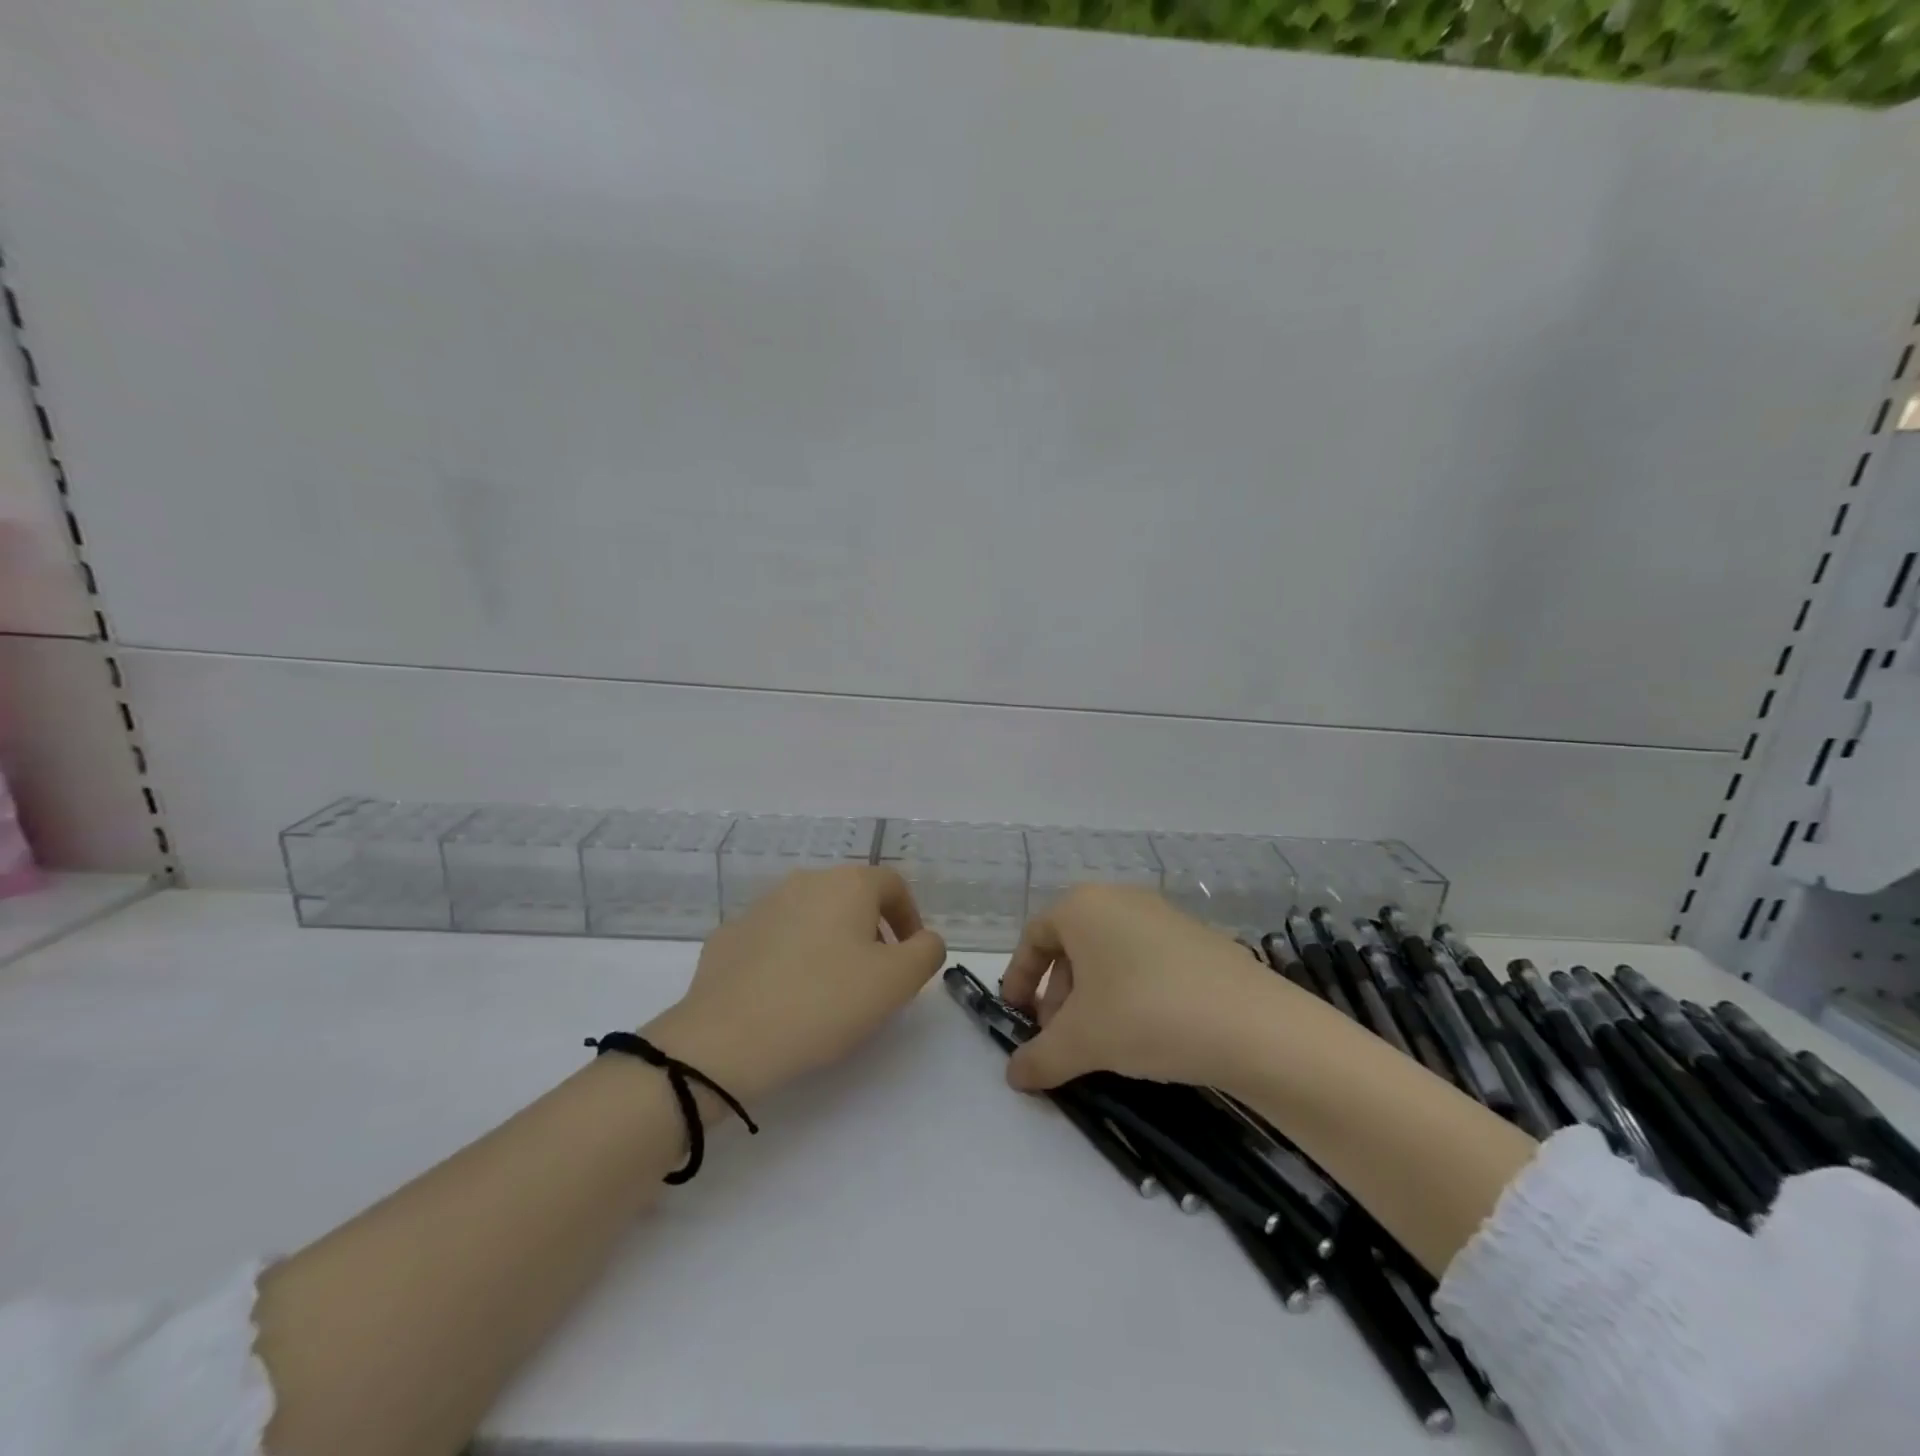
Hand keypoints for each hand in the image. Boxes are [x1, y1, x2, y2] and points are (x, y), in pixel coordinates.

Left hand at [644, 866, 945, 1102]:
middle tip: (875, 977)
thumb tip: (924, 939)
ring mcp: (760, 906)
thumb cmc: (823, 1003)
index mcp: (847, 884)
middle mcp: (804, 882)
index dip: (910, 916)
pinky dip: (790, 957)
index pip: (892, 884)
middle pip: (851, 897)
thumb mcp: (896, 982)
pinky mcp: (729, 936)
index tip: (910, 956)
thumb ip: (926, 952)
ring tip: (830, 989)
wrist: (724, 1040)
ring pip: (811, 915)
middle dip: (871, 931)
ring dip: (830, 942)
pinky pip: (774, 939)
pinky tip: (786, 995)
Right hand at [999, 884, 1293, 1093]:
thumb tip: (1015, 1075)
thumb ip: (1039, 1057)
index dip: (1018, 977)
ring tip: (1098, 1043)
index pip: (1034, 936)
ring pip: (1109, 955)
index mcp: (1083, 906)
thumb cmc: (1146, 1014)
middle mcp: (1120, 899)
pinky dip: (1129, 992)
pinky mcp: (1197, 939)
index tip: (1016, 1017)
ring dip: (1091, 998)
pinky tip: (1142, 1034)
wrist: (1252, 1024)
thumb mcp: (1081, 1041)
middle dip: (1057, 995)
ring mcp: (1163, 916)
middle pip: (1072, 946)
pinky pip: (1145, 961)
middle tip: (1058, 1039)